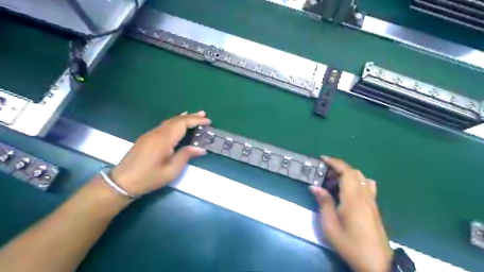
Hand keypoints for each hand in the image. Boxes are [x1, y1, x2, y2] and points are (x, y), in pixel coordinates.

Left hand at [110, 109, 210, 195]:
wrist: (122, 182)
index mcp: (164, 139)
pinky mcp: (146, 137)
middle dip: (191, 116)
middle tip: (204, 114)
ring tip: (194, 116)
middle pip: (176, 120)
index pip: (182, 124)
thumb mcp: (171, 170)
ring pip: (169, 121)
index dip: (196, 120)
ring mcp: (150, 134)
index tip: (208, 121)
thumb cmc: (149, 178)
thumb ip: (186, 156)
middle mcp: (157, 133)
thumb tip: (201, 148)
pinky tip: (178, 124)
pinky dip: (174, 122)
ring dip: (183, 118)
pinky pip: (164, 125)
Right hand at [310, 156, 392, 271]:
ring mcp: (371, 201)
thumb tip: (314, 186)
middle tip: (325, 176)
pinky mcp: (374, 207)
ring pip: (361, 178)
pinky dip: (356, 182)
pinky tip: (348, 192)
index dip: (334, 162)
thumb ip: (324, 203)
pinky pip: (367, 186)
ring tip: (334, 184)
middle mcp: (364, 196)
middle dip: (338, 168)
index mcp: (353, 198)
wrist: (376, 263)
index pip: (346, 172)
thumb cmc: (350, 244)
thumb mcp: (330, 225)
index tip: (323, 159)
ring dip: (346, 175)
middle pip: (354, 172)